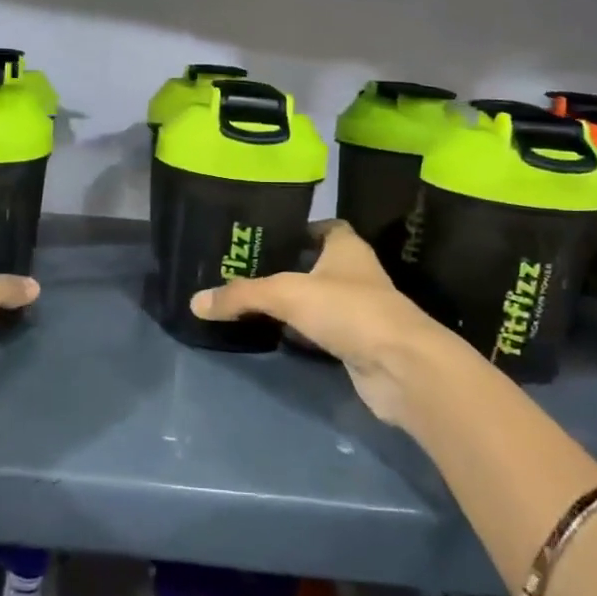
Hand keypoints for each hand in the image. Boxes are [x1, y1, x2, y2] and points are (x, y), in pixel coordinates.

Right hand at [189, 220, 468, 429]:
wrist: (401, 368)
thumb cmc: (349, 311)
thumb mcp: (286, 294)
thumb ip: (241, 295)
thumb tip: (195, 302)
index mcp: (347, 249)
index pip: (325, 227)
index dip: (299, 228)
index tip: (266, 235)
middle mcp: (356, 275)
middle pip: (317, 265)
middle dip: (287, 268)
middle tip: (245, 271)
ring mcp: (360, 312)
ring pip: (319, 301)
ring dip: (294, 304)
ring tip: (251, 302)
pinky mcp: (358, 345)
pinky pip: (322, 332)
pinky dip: (302, 334)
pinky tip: (275, 336)